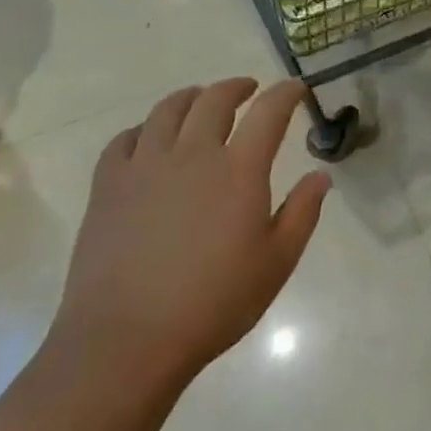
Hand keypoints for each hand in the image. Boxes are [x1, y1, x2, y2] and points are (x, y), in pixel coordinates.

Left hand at [50, 79, 329, 393]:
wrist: (125, 343)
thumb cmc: (212, 305)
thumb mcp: (276, 264)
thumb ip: (302, 214)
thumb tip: (321, 176)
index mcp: (239, 170)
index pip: (269, 111)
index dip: (286, 93)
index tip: (296, 89)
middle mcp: (194, 154)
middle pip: (215, 99)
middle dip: (236, 87)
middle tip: (248, 91)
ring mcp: (146, 166)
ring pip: (169, 109)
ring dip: (191, 97)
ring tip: (200, 102)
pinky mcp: (108, 186)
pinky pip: (124, 139)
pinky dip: (144, 129)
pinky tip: (150, 139)